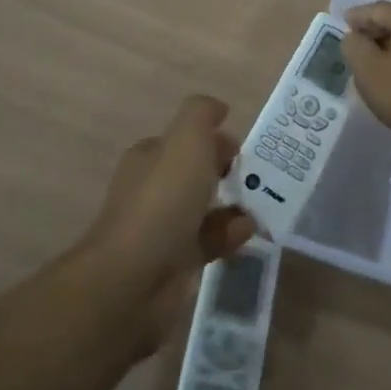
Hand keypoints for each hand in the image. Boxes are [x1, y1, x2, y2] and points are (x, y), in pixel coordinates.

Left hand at [79, 95, 255, 353]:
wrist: (132, 280)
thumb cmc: (162, 200)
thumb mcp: (186, 139)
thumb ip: (202, 114)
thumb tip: (219, 109)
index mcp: (149, 157)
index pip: (183, 140)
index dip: (212, 139)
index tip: (240, 150)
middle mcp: (152, 189)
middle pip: (193, 173)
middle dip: (223, 172)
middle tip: (254, 179)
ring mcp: (160, 229)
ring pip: (202, 209)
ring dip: (231, 206)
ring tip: (258, 207)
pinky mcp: (172, 265)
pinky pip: (207, 243)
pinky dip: (228, 236)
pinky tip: (246, 234)